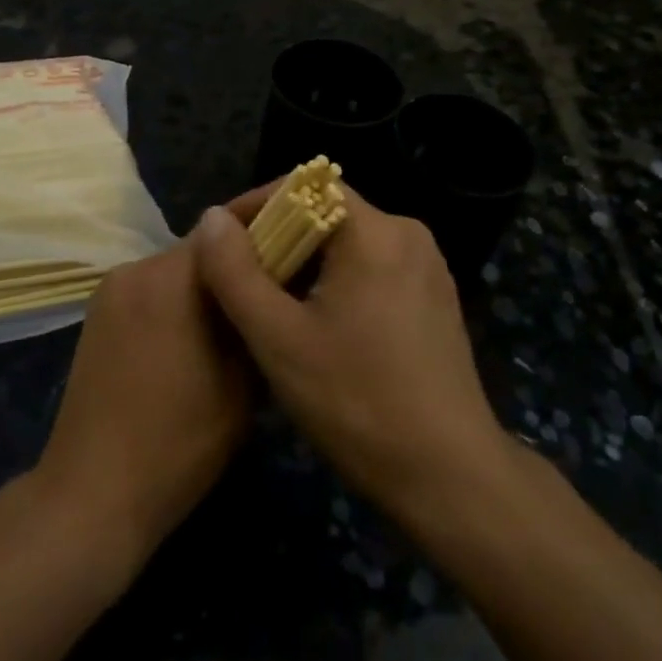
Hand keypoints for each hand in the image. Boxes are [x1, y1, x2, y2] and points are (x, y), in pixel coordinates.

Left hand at [32, 239, 253, 568]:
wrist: (92, 494)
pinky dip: (182, 296)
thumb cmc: (180, 442)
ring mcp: (112, 290)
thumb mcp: (244, 380)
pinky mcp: (99, 314)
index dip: (269, 213)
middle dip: (243, 253)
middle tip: (284, 271)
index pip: (229, 222)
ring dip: (211, 277)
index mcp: (173, 276)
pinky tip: (202, 329)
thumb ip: (258, 312)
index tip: (303, 209)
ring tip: (246, 305)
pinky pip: (154, 289)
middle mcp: (137, 268)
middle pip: (203, 244)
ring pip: (178, 267)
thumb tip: (278, 274)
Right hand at [189, 188, 509, 527]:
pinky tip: (317, 323)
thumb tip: (212, 218)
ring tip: (269, 302)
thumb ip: (235, 271)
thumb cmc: (357, 401)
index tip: (221, 241)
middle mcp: (408, 234)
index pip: (305, 185)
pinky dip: (337, 280)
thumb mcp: (278, 338)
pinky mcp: (435, 298)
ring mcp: (428, 267)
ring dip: (304, 262)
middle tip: (238, 279)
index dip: (256, 204)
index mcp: (376, 231)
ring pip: (349, 243)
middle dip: (277, 238)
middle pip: (327, 212)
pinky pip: (374, 268)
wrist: (449, 475)